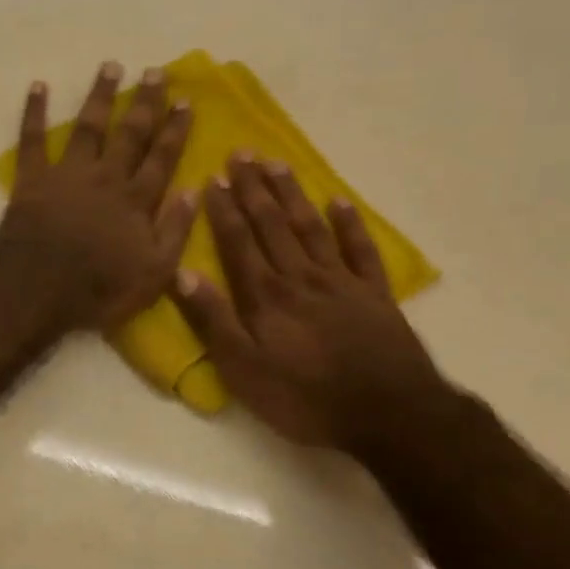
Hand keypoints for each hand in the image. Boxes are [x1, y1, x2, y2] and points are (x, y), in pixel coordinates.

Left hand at [0, 61, 195, 332]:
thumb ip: (175, 230)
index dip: (175, 129)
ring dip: (100, 96)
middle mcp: (106, 177)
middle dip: (145, 102)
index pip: (162, 158)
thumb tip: (194, 190)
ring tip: (110, 66)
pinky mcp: (33, 179)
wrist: (37, 290)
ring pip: (88, 126)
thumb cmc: (98, 289)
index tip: (186, 101)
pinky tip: (38, 86)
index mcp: (137, 200)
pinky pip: (32, 139)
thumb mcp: (153, 272)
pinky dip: (34, 112)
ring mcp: (68, 174)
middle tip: (156, 71)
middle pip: (130, 133)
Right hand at [171, 155, 453, 453]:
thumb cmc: (303, 397)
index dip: (224, 211)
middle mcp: (301, 278)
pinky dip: (350, 224)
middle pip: (273, 225)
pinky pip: (361, 250)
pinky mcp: (375, 294)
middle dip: (254, 190)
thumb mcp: (243, 368)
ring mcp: (342, 282)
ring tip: (277, 164)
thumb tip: (182, 274)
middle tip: (242, 154)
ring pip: (311, 228)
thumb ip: (213, 320)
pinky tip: (339, 202)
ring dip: (292, 195)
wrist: (387, 413)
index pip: (238, 243)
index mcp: (265, 296)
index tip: (212, 179)